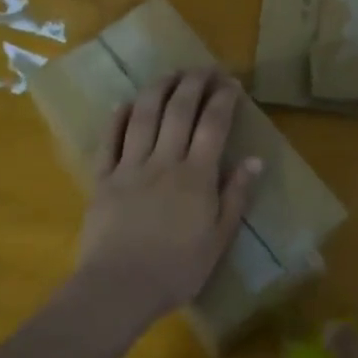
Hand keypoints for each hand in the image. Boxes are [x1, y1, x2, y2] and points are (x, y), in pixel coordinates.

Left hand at [73, 70, 261, 329]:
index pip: (213, 124)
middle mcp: (164, 161)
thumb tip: (255, 160)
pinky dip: (118, 118)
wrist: (118, 289)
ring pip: (144, 116)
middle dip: (194, 83)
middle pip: (179, 110)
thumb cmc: (177, 270)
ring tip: (170, 73)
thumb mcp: (219, 239)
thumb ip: (236, 196)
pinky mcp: (102, 179)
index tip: (231, 82)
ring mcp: (130, 167)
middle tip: (204, 68)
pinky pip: (109, 141)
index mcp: (197, 176)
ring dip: (159, 89)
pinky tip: (125, 103)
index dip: (223, 98)